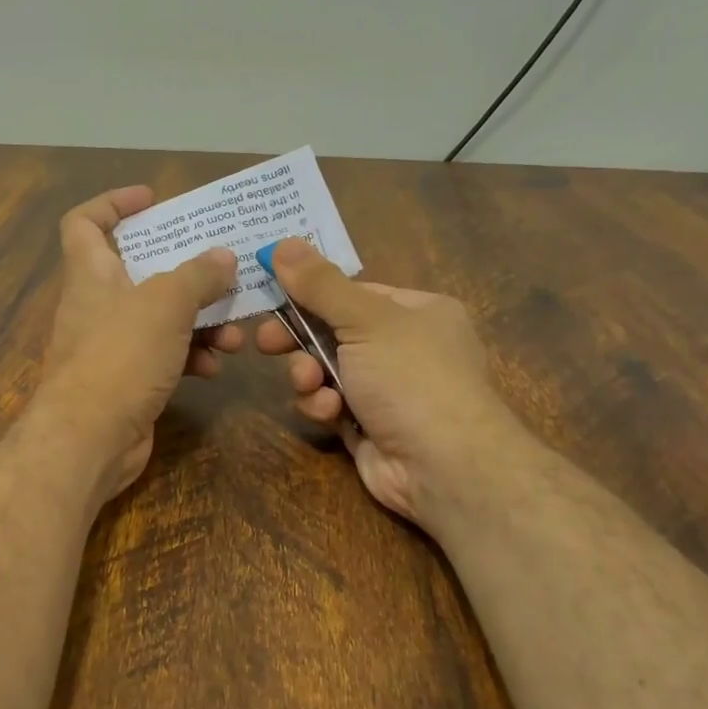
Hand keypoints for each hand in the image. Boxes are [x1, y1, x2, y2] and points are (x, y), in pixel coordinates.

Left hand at [33, 187, 241, 500]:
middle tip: (223, 271)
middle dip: (185, 272)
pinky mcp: (128, 380)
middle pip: (141, 272)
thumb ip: (198, 275)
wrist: (90, 439)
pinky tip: (213, 366)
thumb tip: (224, 258)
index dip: (113, 203)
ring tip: (234, 332)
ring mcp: (112, 346)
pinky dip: (189, 356)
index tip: (152, 199)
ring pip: (161, 318)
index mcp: (92, 273)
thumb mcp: (166, 304)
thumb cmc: (120, 356)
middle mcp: (98, 305)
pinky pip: (164, 356)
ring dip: (199, 321)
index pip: (85, 222)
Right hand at [254, 238, 519, 530]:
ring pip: (327, 371)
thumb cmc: (411, 376)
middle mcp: (404, 347)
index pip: (353, 292)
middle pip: (334, 332)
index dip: (310, 292)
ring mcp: (387, 390)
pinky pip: (332, 405)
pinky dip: (324, 407)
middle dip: (300, 339)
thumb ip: (320, 285)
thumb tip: (281, 243)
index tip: (269, 292)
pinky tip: (329, 413)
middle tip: (264, 342)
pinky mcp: (368, 425)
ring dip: (310, 376)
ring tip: (310, 383)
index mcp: (416, 311)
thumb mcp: (365, 320)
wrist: (443, 465)